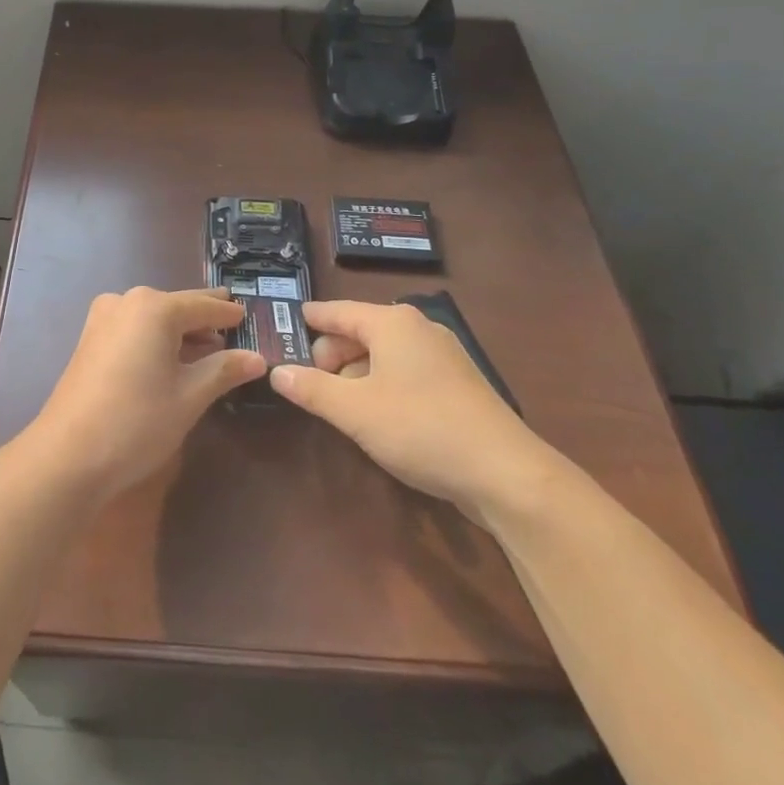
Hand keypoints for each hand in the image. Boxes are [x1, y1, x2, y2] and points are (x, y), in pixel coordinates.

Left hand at [26, 287, 265, 500]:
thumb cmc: (137, 421)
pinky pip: (134, 328)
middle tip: (232, 321)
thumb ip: (224, 370)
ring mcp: (104, 318)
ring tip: (208, 346)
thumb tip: (257, 358)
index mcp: (155, 307)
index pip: (203, 305)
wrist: (68, 455)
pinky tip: (171, 358)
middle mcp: (127, 301)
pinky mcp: (90, 339)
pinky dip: (156, 338)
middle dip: (204, 318)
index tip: (248, 315)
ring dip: (180, 330)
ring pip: (153, 317)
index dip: (227, 314)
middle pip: (176, 306)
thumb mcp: (190, 396)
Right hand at [269, 300, 560, 524]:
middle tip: (309, 383)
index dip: (310, 319)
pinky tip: (377, 415)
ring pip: (384, 354)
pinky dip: (383, 385)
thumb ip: (312, 389)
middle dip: (332, 354)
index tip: (287, 322)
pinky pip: (406, 372)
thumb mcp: (355, 411)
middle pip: (360, 331)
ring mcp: (442, 355)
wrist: (506, 473)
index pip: (337, 311)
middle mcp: (417, 328)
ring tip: (339, 404)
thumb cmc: (421, 428)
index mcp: (391, 322)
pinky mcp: (457, 384)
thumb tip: (277, 372)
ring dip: (357, 374)